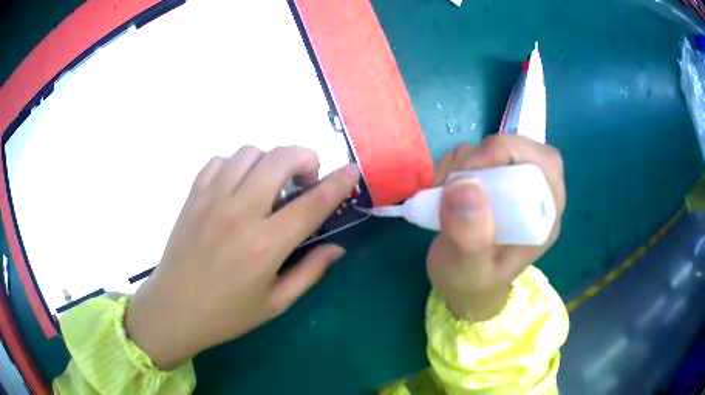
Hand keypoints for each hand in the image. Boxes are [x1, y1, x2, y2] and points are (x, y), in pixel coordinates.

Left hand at [125, 146, 359, 369]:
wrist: (174, 310)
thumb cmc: (227, 314)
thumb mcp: (277, 303)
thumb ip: (311, 271)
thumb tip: (337, 247)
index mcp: (266, 245)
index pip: (313, 203)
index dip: (339, 182)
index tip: (352, 170)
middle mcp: (240, 212)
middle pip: (281, 158)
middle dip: (305, 158)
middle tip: (305, 180)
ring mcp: (212, 199)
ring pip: (250, 152)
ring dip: (269, 160)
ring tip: (270, 183)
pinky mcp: (193, 196)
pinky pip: (219, 160)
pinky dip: (235, 164)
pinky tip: (237, 186)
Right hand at [427, 135, 565, 321]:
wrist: (463, 288)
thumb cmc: (472, 283)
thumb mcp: (468, 270)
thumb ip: (470, 237)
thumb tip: (464, 184)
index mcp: (544, 216)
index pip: (545, 163)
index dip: (512, 153)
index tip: (472, 169)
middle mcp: (533, 195)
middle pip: (520, 149)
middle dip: (484, 155)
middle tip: (455, 178)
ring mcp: (510, 185)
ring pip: (492, 149)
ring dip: (462, 162)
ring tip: (443, 193)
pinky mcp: (490, 182)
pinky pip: (473, 156)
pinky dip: (452, 165)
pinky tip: (442, 190)